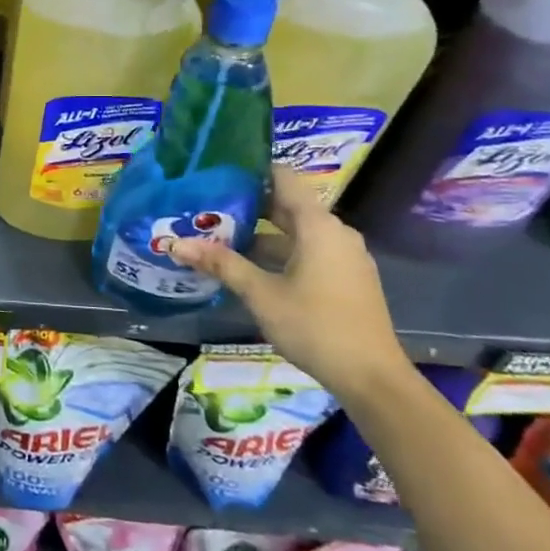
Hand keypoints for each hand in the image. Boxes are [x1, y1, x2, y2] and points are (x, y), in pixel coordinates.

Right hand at [168, 167, 413, 405]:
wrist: (372, 379)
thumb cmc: (315, 326)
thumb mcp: (261, 294)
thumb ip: (221, 264)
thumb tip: (176, 243)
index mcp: (318, 225)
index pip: (283, 178)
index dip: (251, 171)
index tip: (217, 173)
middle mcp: (335, 232)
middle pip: (287, 205)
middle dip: (247, 206)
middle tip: (206, 206)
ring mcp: (344, 256)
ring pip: (295, 232)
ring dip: (261, 233)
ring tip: (219, 236)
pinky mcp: (346, 278)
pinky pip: (308, 251)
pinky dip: (279, 251)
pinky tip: (249, 266)